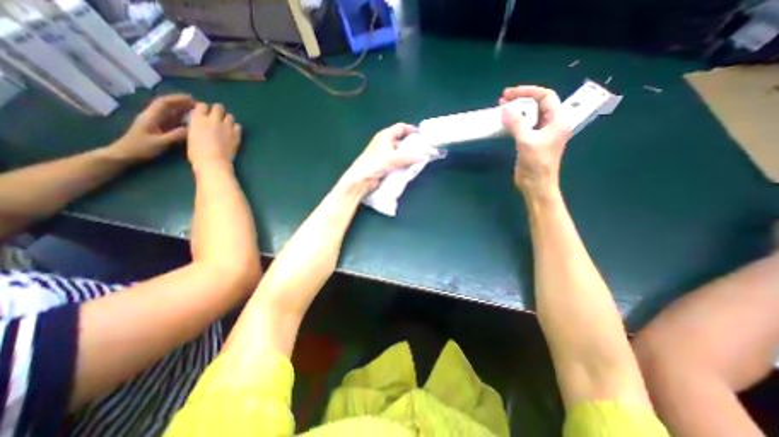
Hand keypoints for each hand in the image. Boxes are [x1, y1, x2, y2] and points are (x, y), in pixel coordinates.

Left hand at [108, 95, 193, 161]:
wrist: (125, 154)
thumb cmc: (141, 148)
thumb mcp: (160, 143)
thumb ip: (175, 135)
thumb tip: (191, 129)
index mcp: (151, 117)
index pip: (164, 103)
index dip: (178, 99)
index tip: (192, 99)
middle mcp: (153, 117)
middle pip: (168, 106)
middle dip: (182, 103)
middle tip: (199, 106)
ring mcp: (156, 123)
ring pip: (171, 113)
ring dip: (183, 110)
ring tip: (198, 112)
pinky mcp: (159, 129)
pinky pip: (172, 121)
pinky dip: (182, 119)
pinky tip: (191, 122)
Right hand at [187, 103, 242, 168]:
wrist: (213, 162)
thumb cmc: (197, 152)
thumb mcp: (191, 135)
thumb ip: (196, 126)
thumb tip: (200, 124)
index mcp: (198, 119)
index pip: (202, 105)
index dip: (204, 109)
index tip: (205, 114)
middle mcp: (213, 120)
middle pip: (218, 107)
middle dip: (218, 111)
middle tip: (217, 118)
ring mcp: (227, 127)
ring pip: (230, 116)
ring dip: (227, 119)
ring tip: (225, 126)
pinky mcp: (237, 135)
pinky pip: (238, 126)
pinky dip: (235, 128)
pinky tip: (233, 133)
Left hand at [342, 122, 423, 189]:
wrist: (361, 180)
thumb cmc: (374, 164)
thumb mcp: (392, 159)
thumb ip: (408, 158)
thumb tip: (424, 156)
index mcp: (385, 136)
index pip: (400, 128)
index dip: (411, 129)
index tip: (423, 135)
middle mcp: (385, 143)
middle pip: (402, 140)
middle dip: (413, 144)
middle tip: (425, 148)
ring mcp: (385, 155)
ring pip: (401, 152)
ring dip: (409, 155)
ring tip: (421, 158)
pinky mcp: (386, 165)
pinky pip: (398, 161)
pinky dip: (405, 163)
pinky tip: (412, 166)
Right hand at [499, 87, 570, 195]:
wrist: (537, 185)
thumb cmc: (536, 164)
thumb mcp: (526, 142)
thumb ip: (517, 124)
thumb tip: (505, 109)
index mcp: (558, 120)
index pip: (546, 96)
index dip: (528, 91)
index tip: (509, 93)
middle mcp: (552, 123)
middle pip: (538, 103)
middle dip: (521, 99)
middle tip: (502, 99)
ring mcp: (542, 132)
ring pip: (531, 114)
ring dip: (517, 110)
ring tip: (501, 108)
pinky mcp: (532, 141)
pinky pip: (524, 125)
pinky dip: (515, 122)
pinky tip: (505, 122)